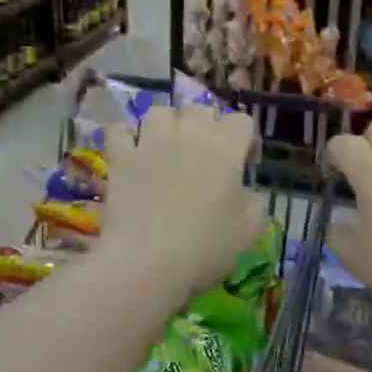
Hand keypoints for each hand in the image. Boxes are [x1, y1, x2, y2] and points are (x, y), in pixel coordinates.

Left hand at [104, 105, 265, 300]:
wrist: (147, 262)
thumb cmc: (205, 248)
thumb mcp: (249, 230)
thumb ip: (253, 202)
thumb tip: (243, 192)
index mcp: (225, 148)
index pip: (242, 122)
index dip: (247, 141)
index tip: (245, 165)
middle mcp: (188, 135)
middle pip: (200, 109)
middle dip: (207, 126)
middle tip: (206, 155)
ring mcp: (150, 142)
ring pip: (160, 112)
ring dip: (167, 125)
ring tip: (168, 147)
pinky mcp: (120, 157)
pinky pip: (119, 131)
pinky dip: (125, 137)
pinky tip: (130, 151)